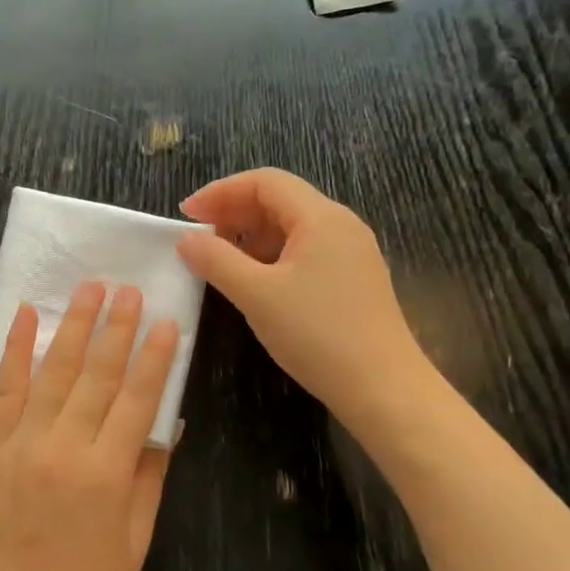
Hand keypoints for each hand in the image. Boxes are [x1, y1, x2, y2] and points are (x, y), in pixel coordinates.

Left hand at [0, 281, 178, 570]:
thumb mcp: (134, 541)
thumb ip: (151, 475)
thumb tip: (171, 423)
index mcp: (106, 474)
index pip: (137, 400)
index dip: (154, 358)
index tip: (167, 320)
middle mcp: (63, 448)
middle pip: (96, 376)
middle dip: (116, 327)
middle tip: (129, 288)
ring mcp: (21, 444)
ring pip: (52, 372)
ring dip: (72, 326)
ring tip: (88, 288)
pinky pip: (4, 390)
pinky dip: (14, 351)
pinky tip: (25, 317)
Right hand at [176, 168, 427, 422]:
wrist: (384, 389)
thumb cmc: (317, 334)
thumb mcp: (256, 295)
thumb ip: (216, 260)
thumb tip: (186, 238)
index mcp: (321, 218)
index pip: (265, 182)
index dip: (221, 192)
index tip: (187, 215)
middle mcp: (340, 225)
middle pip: (279, 200)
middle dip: (233, 212)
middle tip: (197, 237)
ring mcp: (350, 253)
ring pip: (290, 226)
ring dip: (250, 235)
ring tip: (219, 260)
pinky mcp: (351, 279)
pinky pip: (303, 250)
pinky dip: (270, 255)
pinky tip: (252, 280)